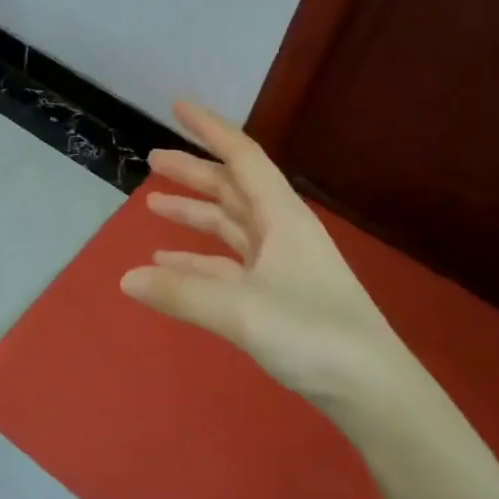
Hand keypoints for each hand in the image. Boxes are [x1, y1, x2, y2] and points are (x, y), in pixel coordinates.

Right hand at [119, 101, 431, 426]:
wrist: (372, 391)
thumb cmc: (313, 334)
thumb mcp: (240, 309)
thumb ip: (181, 292)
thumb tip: (125, 278)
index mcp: (282, 218)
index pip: (241, 157)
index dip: (209, 129)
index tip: (177, 107)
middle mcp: (282, 232)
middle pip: (232, 189)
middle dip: (193, 172)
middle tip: (152, 160)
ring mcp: (282, 264)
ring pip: (230, 226)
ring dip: (194, 214)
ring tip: (153, 206)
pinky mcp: (278, 295)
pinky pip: (229, 264)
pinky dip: (199, 259)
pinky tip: (170, 263)